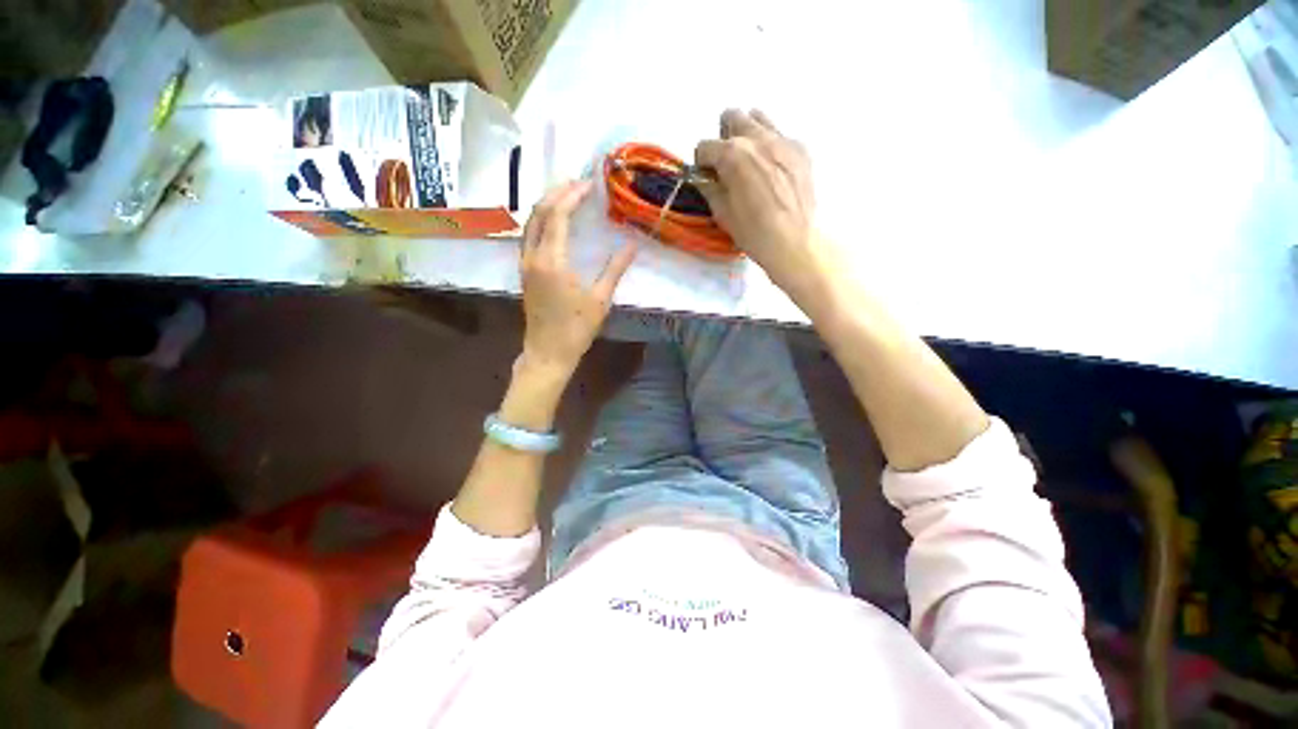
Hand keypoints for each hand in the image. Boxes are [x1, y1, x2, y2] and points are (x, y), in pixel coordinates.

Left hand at [519, 179, 637, 377]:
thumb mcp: (600, 299)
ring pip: (530, 223)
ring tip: (568, 196)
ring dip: (547, 205)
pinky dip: (541, 221)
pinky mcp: (525, 272)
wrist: (547, 352)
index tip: (590, 185)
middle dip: (557, 193)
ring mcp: (525, 264)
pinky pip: (529, 236)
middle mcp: (532, 256)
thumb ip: (615, 269)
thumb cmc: (576, 329)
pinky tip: (555, 222)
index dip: (573, 196)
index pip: (557, 215)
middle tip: (579, 184)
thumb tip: (632, 245)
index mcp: (551, 261)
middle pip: (538, 212)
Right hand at [694, 109, 821, 293]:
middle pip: (732, 117)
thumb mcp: (722, 213)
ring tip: (750, 162)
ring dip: (747, 135)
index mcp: (732, 154)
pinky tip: (772, 172)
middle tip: (726, 164)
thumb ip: (710, 188)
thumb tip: (705, 178)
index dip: (702, 164)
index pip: (704, 146)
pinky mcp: (801, 149)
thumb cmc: (753, 232)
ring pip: (758, 119)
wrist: (794, 242)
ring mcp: (782, 140)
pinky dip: (770, 147)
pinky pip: (780, 136)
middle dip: (723, 138)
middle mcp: (757, 138)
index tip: (707, 178)